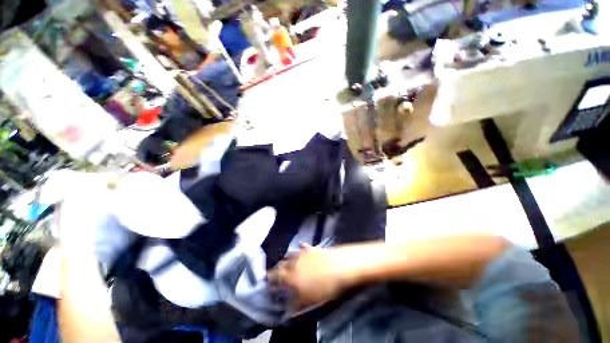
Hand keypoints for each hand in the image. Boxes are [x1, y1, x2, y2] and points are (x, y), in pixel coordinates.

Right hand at [269, 243, 346, 310]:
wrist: (341, 267)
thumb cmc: (326, 286)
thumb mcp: (311, 299)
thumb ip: (298, 302)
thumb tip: (289, 309)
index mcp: (292, 276)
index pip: (276, 276)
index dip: (271, 278)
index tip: (268, 281)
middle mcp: (295, 262)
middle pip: (282, 264)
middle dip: (279, 269)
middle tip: (279, 274)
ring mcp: (304, 253)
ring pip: (291, 254)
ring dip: (289, 258)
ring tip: (289, 262)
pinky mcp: (313, 248)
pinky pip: (304, 246)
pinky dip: (301, 247)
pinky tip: (301, 246)